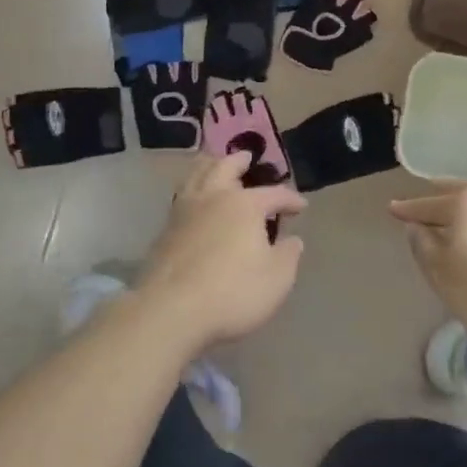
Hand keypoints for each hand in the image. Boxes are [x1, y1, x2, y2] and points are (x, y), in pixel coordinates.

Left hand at [138, 152, 305, 354]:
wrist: (171, 309)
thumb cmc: (232, 292)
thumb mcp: (276, 279)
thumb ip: (288, 256)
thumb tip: (293, 240)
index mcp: (245, 205)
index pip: (274, 194)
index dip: (290, 199)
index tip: (301, 206)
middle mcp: (214, 198)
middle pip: (226, 167)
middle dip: (240, 161)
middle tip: (247, 157)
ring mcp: (185, 211)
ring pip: (197, 175)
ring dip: (209, 166)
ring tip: (214, 163)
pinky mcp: (165, 229)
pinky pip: (182, 195)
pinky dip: (192, 187)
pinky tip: (193, 198)